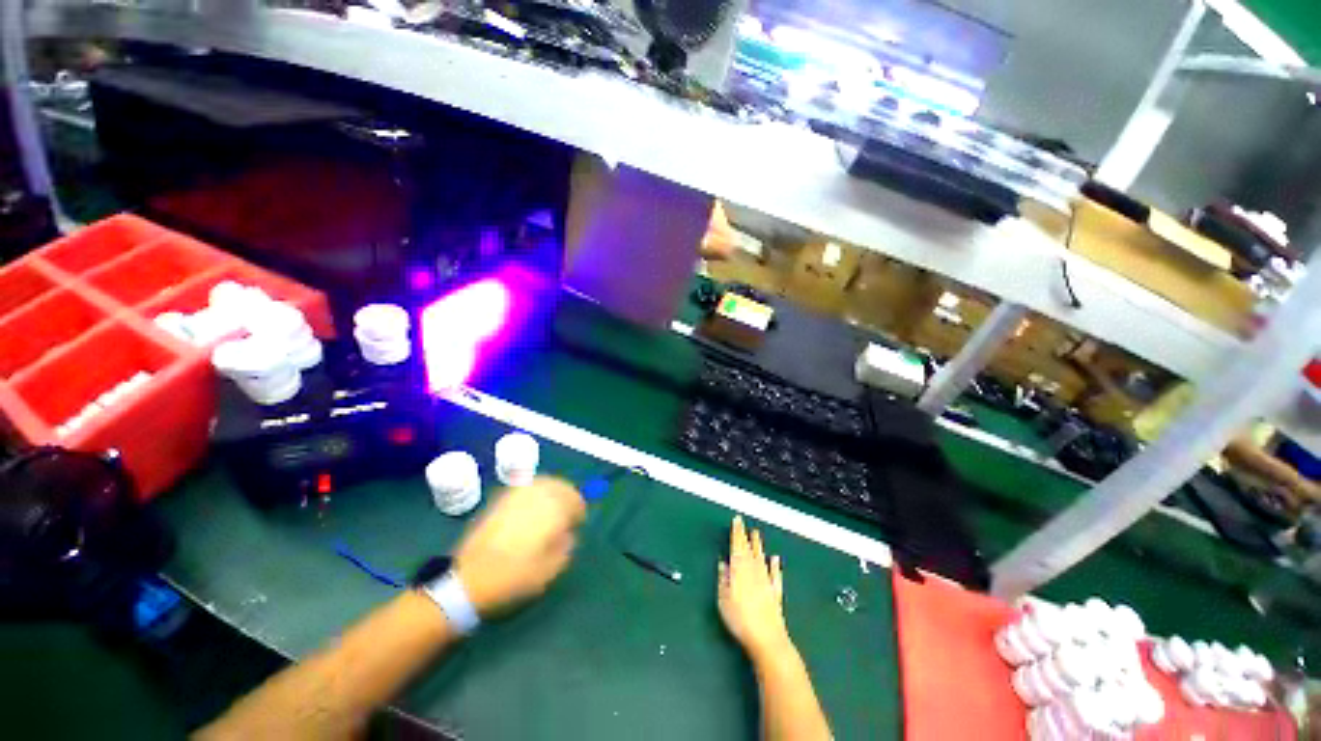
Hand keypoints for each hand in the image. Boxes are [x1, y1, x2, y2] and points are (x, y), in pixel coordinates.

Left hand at [453, 477, 585, 617]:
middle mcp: (536, 495)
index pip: (574, 500)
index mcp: (552, 510)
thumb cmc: (515, 577)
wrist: (469, 580)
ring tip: (551, 508)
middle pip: (560, 485)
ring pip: (543, 482)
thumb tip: (569, 532)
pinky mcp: (500, 499)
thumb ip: (566, 546)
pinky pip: (525, 488)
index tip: (578, 524)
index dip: (579, 511)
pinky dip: (534, 493)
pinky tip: (531, 508)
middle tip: (567, 513)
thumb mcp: (550, 569)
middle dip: (567, 497)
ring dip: (552, 491)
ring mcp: (516, 495)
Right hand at [718, 516, 791, 658]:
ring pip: (761, 557)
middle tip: (745, 524)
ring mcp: (766, 580)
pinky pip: (775, 573)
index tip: (737, 520)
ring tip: (757, 534)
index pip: (737, 545)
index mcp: (739, 569)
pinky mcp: (776, 592)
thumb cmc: (740, 619)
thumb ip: (723, 579)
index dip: (736, 532)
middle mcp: (754, 570)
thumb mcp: (723, 598)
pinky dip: (775, 565)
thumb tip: (723, 564)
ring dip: (758, 545)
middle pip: (749, 548)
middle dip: (746, 535)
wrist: (766, 638)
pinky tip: (775, 559)